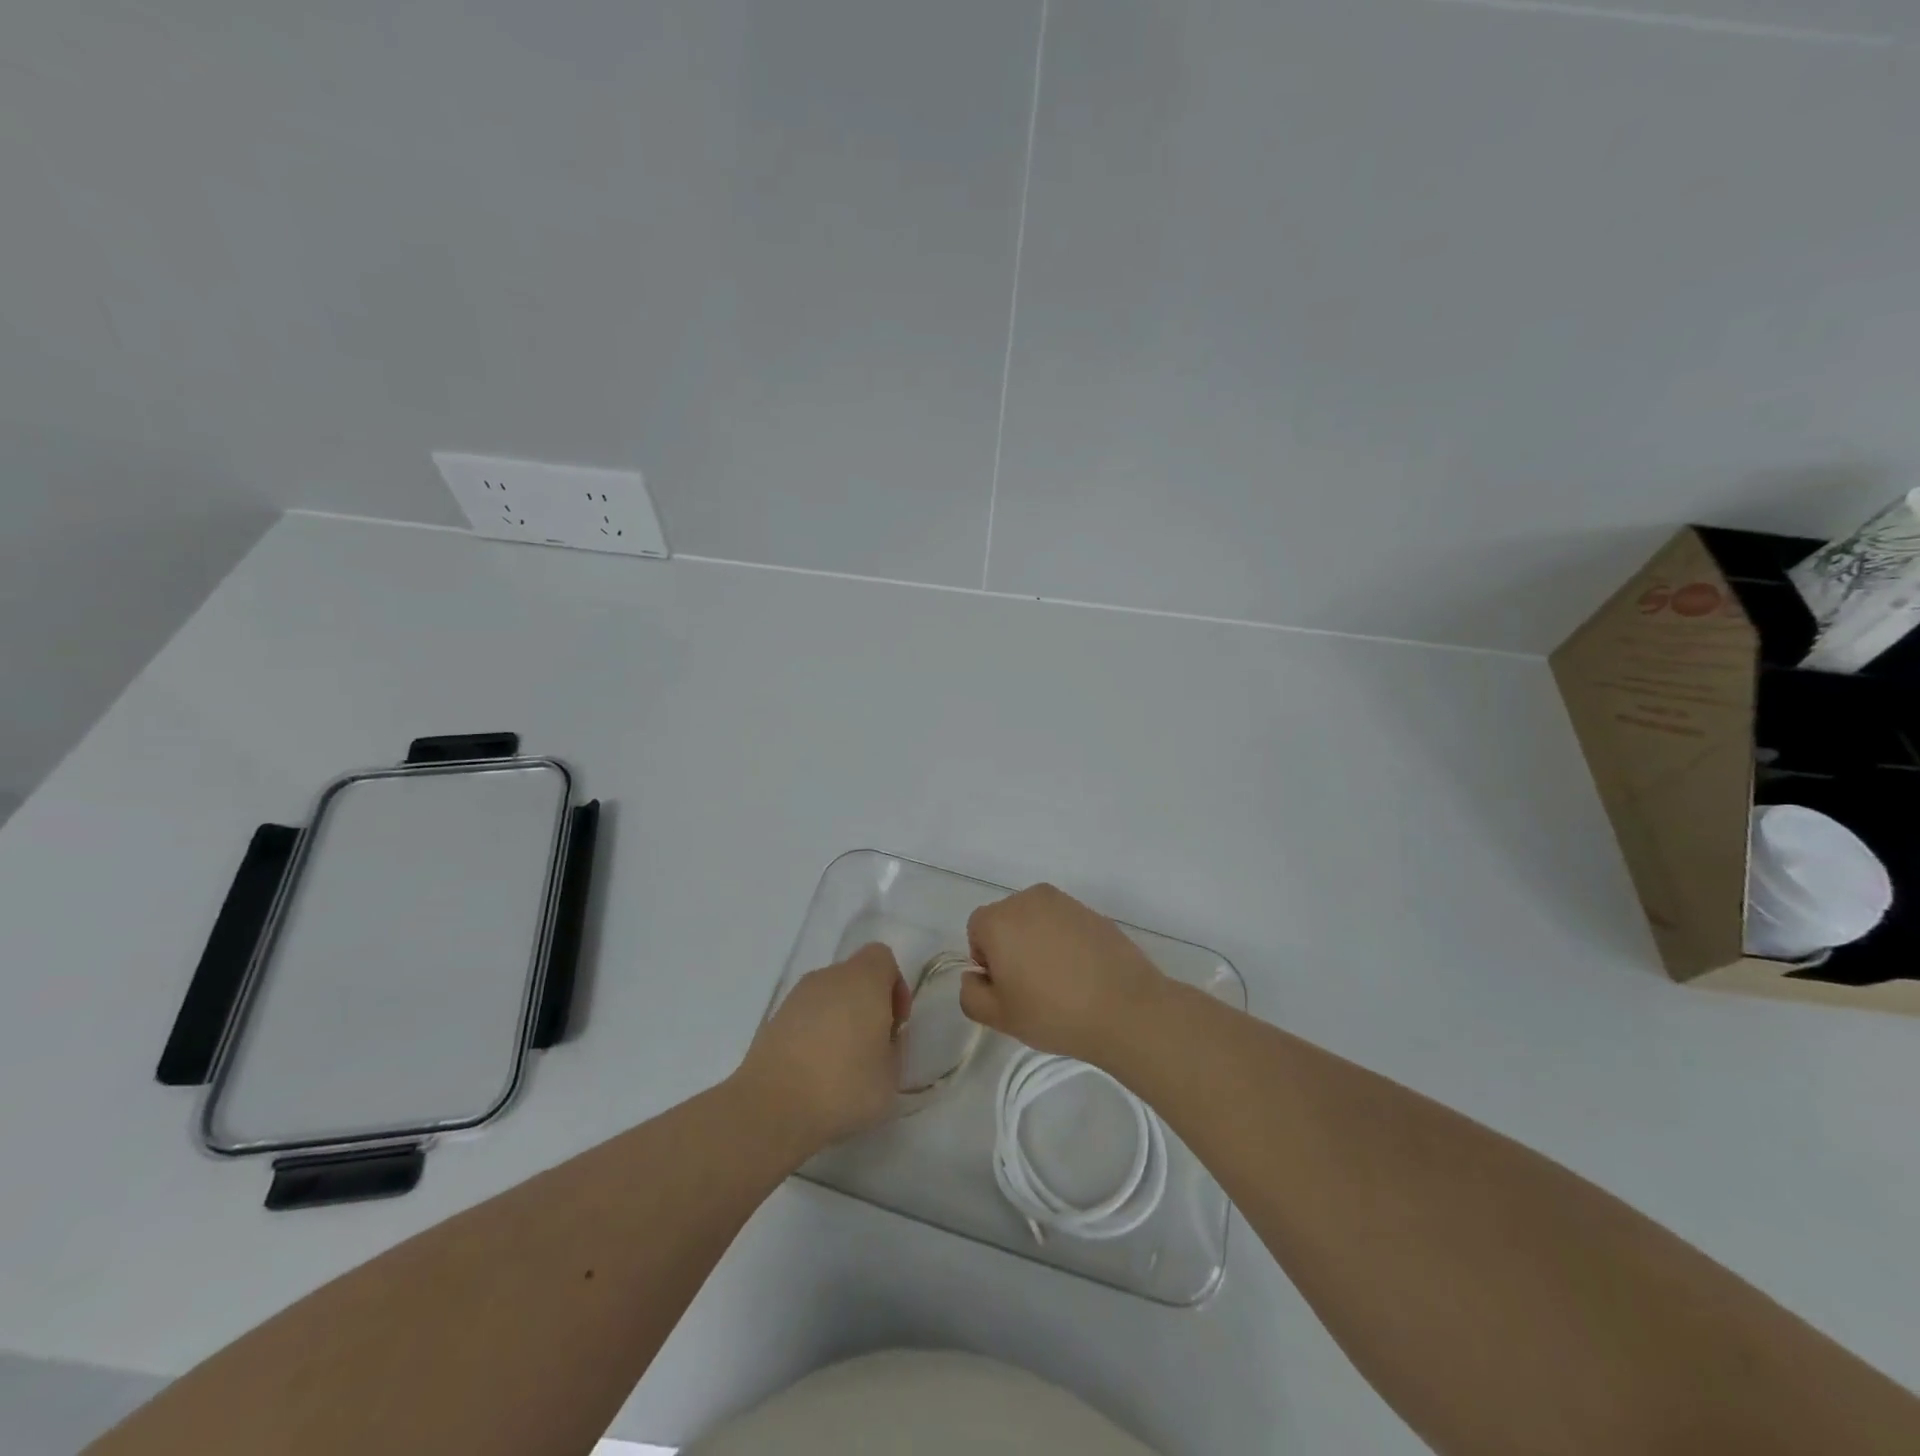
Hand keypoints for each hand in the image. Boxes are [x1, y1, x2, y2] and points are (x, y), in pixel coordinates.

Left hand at [735, 943, 908, 1151]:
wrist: (772, 1108)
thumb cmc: (843, 1086)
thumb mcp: (891, 1075)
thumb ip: (893, 1046)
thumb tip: (881, 1037)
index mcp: (862, 980)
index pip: (882, 957)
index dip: (894, 986)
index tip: (895, 1024)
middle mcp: (828, 978)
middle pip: (854, 976)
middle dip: (866, 1004)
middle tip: (871, 1046)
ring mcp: (796, 997)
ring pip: (828, 996)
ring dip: (839, 1019)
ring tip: (840, 1064)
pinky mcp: (773, 1020)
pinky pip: (804, 1017)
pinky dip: (813, 1034)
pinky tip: (813, 1071)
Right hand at [960, 884, 1167, 1066]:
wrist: (1125, 1008)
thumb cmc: (1054, 1012)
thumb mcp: (999, 1017)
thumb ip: (971, 994)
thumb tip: (975, 976)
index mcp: (1000, 919)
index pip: (976, 930)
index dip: (986, 960)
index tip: (1007, 987)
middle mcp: (1029, 899)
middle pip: (1006, 920)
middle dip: (1011, 947)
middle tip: (1030, 987)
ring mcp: (1065, 902)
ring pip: (1037, 920)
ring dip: (1038, 942)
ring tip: (1059, 981)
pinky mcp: (1093, 911)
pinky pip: (1065, 924)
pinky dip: (1065, 942)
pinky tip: (1082, 973)